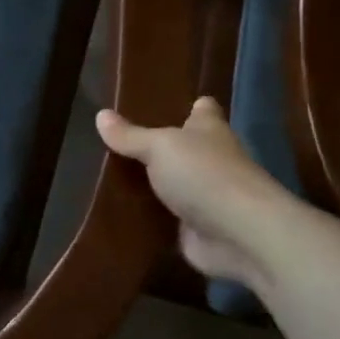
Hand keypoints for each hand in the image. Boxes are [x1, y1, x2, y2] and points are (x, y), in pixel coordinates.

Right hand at [97, 97, 281, 287]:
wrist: (239, 235)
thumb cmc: (204, 175)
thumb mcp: (160, 147)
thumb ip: (130, 136)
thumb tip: (100, 115)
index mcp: (209, 130)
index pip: (203, 110)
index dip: (191, 106)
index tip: (169, 103)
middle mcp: (211, 160)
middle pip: (186, 148)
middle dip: (162, 147)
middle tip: (121, 142)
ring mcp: (206, 197)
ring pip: (174, 185)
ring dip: (153, 185)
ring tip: (110, 176)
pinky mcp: (196, 230)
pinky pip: (166, 219)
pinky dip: (150, 218)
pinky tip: (121, 213)